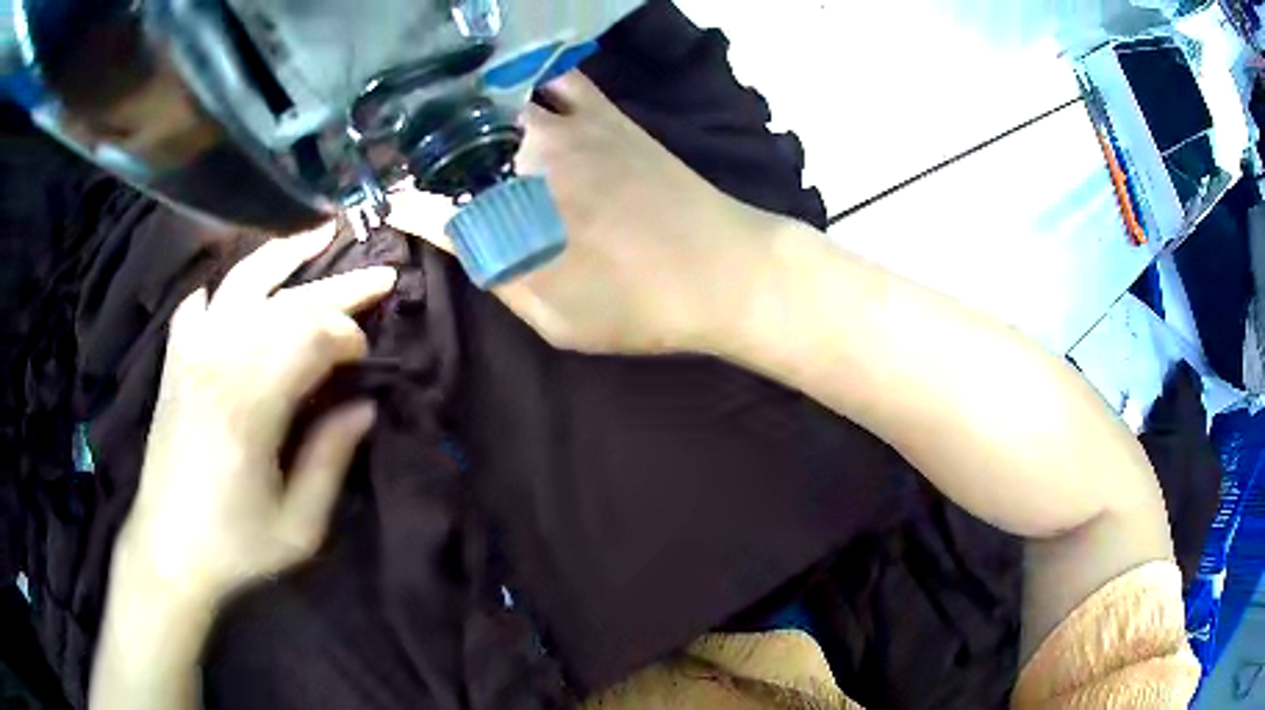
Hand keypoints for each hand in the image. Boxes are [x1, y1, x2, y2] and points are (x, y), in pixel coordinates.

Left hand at [115, 225, 396, 610]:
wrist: (168, 549)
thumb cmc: (235, 546)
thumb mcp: (299, 526)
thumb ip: (332, 459)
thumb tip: (366, 405)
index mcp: (251, 405)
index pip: (312, 337)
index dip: (349, 337)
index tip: (366, 359)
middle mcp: (219, 361)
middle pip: (287, 302)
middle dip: (339, 287)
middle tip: (380, 276)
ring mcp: (191, 353)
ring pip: (242, 282)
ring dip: (285, 256)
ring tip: (319, 235)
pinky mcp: (175, 360)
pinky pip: (200, 303)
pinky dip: (224, 288)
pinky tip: (242, 290)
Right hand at [388, 72, 778, 354]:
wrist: (725, 272)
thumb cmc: (640, 308)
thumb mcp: (557, 318)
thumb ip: (496, 274)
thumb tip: (451, 239)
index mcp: (512, 221)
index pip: (435, 205)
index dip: (406, 203)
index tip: (391, 202)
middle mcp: (528, 163)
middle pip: (456, 142)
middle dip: (422, 148)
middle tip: (409, 156)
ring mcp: (569, 128)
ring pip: (497, 100)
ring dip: (463, 107)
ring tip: (445, 117)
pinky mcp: (605, 113)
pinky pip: (557, 78)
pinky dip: (527, 77)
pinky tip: (512, 84)